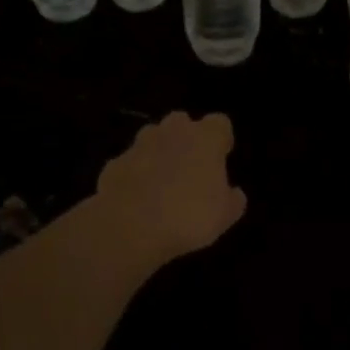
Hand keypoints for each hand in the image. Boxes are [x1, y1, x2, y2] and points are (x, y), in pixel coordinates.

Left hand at [92, 112, 246, 264]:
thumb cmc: (188, 216)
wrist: (129, 227)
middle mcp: (172, 132)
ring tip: (161, 185)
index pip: (220, 123)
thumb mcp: (225, 216)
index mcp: (205, 138)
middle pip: (182, 122)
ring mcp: (139, 144)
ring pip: (152, 138)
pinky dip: (134, 175)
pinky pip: (130, 163)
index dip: (221, 140)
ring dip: (158, 153)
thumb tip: (234, 192)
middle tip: (189, 168)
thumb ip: (233, 199)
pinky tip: (136, 199)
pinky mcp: (115, 162)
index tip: (221, 158)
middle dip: (186, 139)